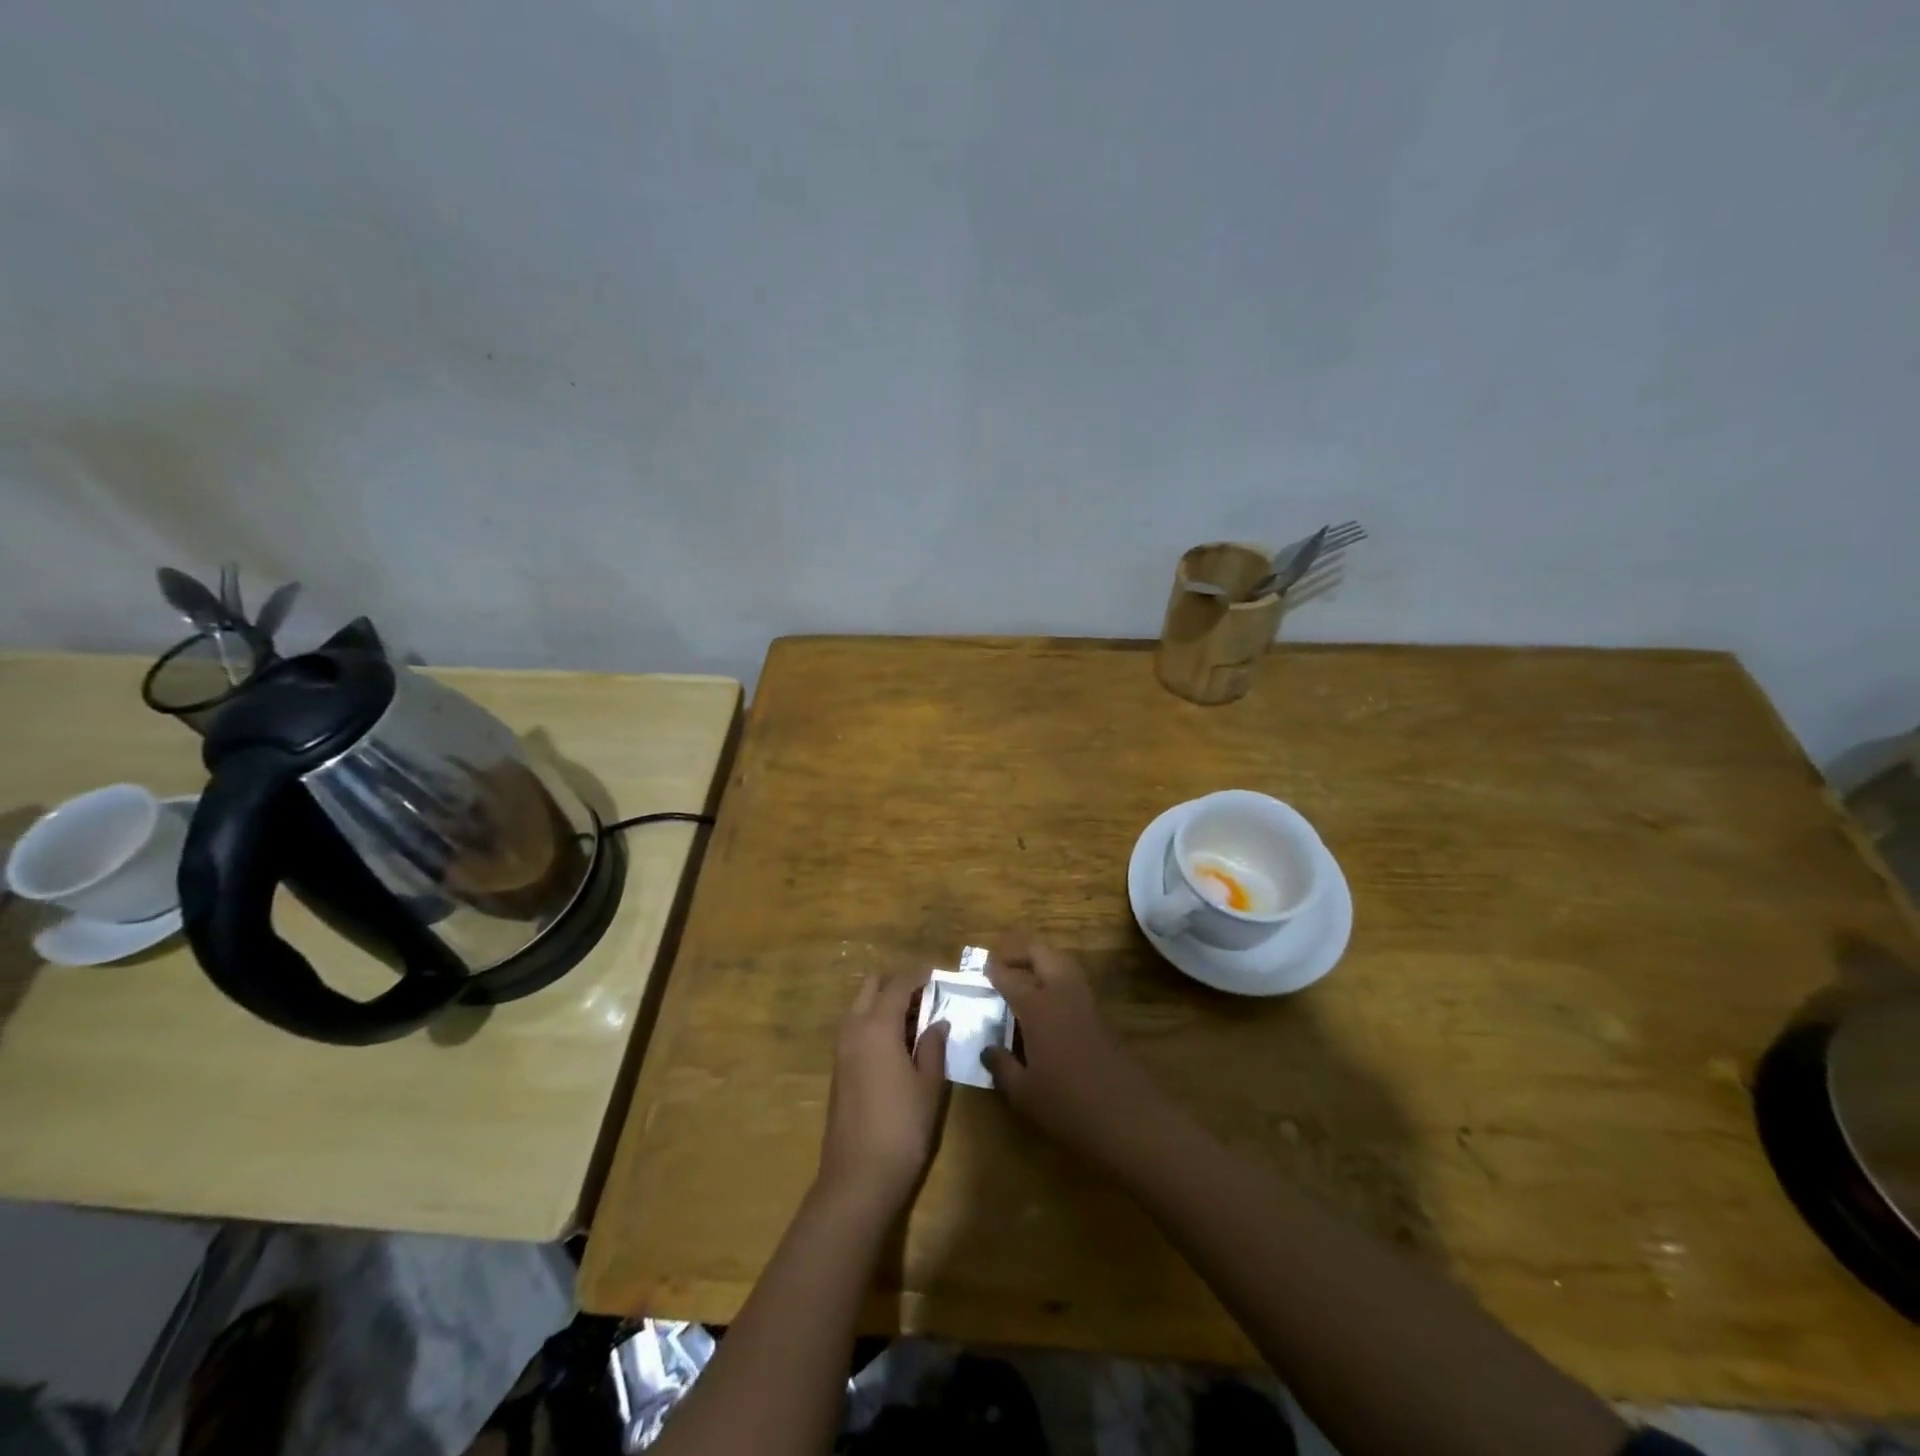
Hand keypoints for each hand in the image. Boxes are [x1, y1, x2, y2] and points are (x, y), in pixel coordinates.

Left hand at [816, 974, 949, 1216]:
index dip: (919, 975)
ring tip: (916, 1019)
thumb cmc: (902, 1127)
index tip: (938, 973)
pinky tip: (898, 1043)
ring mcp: (841, 1049)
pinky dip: (875, 1023)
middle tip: (926, 995)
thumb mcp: (929, 1085)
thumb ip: (933, 1047)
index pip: (898, 984)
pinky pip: (856, 1028)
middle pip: (872, 987)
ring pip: (860, 1007)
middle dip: (896, 983)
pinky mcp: (838, 1069)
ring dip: (884, 1003)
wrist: (858, 1177)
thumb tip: (938, 1022)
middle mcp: (854, 1029)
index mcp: (877, 1026)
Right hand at [980, 931, 1177, 1173]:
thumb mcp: (1024, 1093)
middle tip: (1003, 964)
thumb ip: (1002, 1067)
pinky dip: (1058, 979)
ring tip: (1024, 977)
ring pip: (1063, 962)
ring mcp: (1086, 1001)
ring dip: (1042, 961)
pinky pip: (1075, 982)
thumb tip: (987, 1049)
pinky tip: (1049, 1002)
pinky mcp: (1103, 1015)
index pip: (1010, 977)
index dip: (994, 970)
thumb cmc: (1068, 1105)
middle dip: (1020, 952)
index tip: (982, 968)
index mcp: (1038, 1006)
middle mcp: (1062, 993)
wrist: (1130, 1117)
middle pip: (1042, 953)